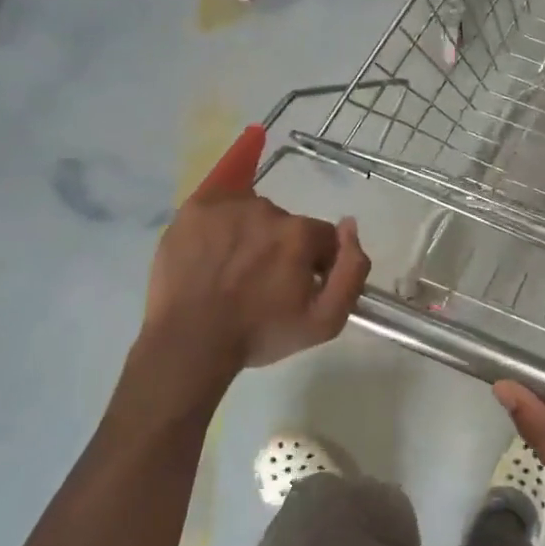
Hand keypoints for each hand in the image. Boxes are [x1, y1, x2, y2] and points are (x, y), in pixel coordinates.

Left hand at [142, 191, 369, 376]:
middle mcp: (267, 209)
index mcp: (300, 234)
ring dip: (252, 235)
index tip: (298, 289)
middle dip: (282, 249)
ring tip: (233, 270)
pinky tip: (216, 247)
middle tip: (262, 284)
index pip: (323, 238)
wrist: (191, 342)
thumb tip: (350, 226)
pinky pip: (220, 203)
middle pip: (287, 225)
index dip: (316, 264)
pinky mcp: (194, 209)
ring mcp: (227, 206)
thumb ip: (353, 271)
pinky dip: (223, 221)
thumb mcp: (325, 321)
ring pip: (253, 214)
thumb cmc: (260, 334)